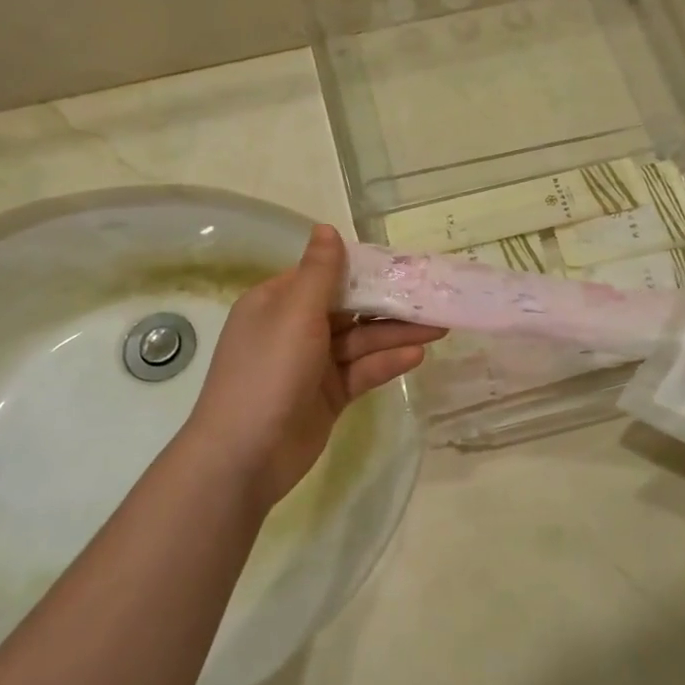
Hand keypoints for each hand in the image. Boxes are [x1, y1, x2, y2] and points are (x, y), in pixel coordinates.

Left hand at [182, 226, 444, 510]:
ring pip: (360, 341)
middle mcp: (294, 328)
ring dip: (396, 333)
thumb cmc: (268, 372)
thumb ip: (319, 272)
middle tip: (434, 297)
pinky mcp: (327, 396)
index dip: (365, 268)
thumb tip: (326, 228)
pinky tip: (417, 356)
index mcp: (278, 302)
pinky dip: (386, 363)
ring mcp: (311, 364)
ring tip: (440, 326)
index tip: (405, 264)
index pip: (326, 275)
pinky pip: (361, 371)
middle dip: (390, 303)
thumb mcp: (294, 313)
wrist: (244, 457)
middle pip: (350, 308)